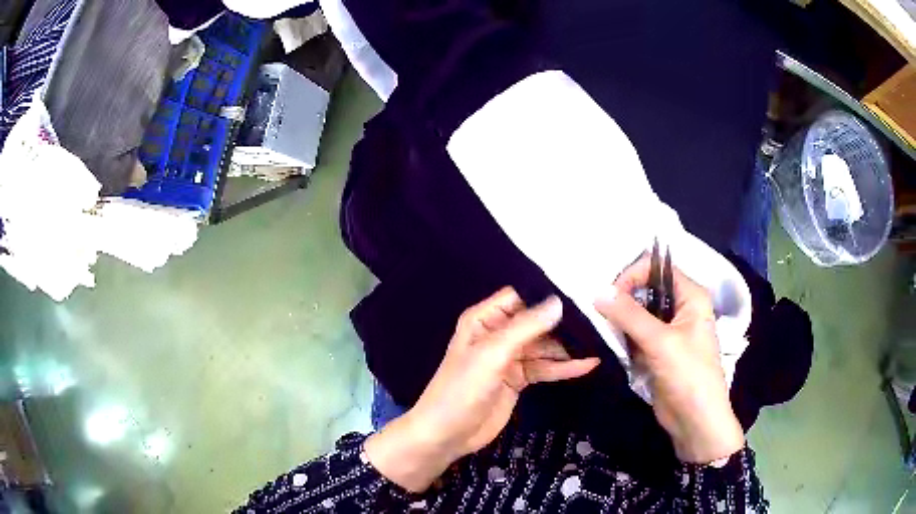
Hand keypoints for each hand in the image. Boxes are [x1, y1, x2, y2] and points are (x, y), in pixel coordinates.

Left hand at [365, 287, 599, 491]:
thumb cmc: (462, 389)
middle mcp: (499, 334)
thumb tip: (558, 302)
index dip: (547, 295)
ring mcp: (510, 358)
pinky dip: (564, 367)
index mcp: (485, 320)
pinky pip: (545, 368)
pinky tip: (589, 365)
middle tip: (600, 320)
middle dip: (565, 323)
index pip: (521, 297)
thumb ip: (525, 328)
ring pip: (545, 346)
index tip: (581, 292)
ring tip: (601, 342)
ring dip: (569, 347)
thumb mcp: (492, 355)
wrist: (447, 434)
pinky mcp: (519, 379)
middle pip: (537, 322)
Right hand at [594, 257, 744, 463]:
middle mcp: (681, 308)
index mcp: (691, 296)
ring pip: (639, 312)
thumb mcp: (660, 342)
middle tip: (601, 310)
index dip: (633, 275)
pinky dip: (623, 336)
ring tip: (604, 327)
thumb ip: (629, 315)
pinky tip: (612, 342)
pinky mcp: (658, 350)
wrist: (695, 420)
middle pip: (647, 289)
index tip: (610, 295)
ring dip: (621, 318)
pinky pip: (636, 333)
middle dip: (624, 297)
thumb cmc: (688, 375)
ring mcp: (669, 330)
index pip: (658, 269)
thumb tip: (598, 291)